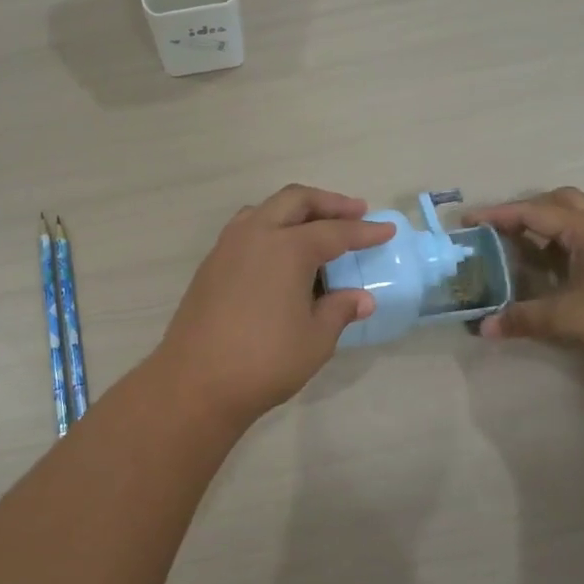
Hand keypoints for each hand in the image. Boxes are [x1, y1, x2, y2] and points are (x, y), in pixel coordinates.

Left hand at [151, 185, 394, 429]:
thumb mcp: (315, 339)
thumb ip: (339, 311)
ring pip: (265, 210)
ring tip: (316, 226)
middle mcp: (255, 235)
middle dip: (329, 203)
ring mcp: (227, 247)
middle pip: (296, 201)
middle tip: (356, 211)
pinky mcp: (210, 265)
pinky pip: (246, 230)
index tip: (387, 230)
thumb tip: (361, 299)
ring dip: (295, 211)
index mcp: (287, 247)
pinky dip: (270, 228)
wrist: (196, 381)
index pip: (335, 232)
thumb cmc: (264, 360)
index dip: (364, 232)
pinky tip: (280, 253)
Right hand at [463, 188, 583, 369]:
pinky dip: (575, 236)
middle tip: (503, 231)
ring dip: (555, 220)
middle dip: (527, 210)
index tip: (468, 222)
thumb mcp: (567, 320)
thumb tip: (484, 328)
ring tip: (536, 242)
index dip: (497, 215)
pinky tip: (570, 261)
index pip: (532, 212)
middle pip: (560, 201)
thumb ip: (523, 319)